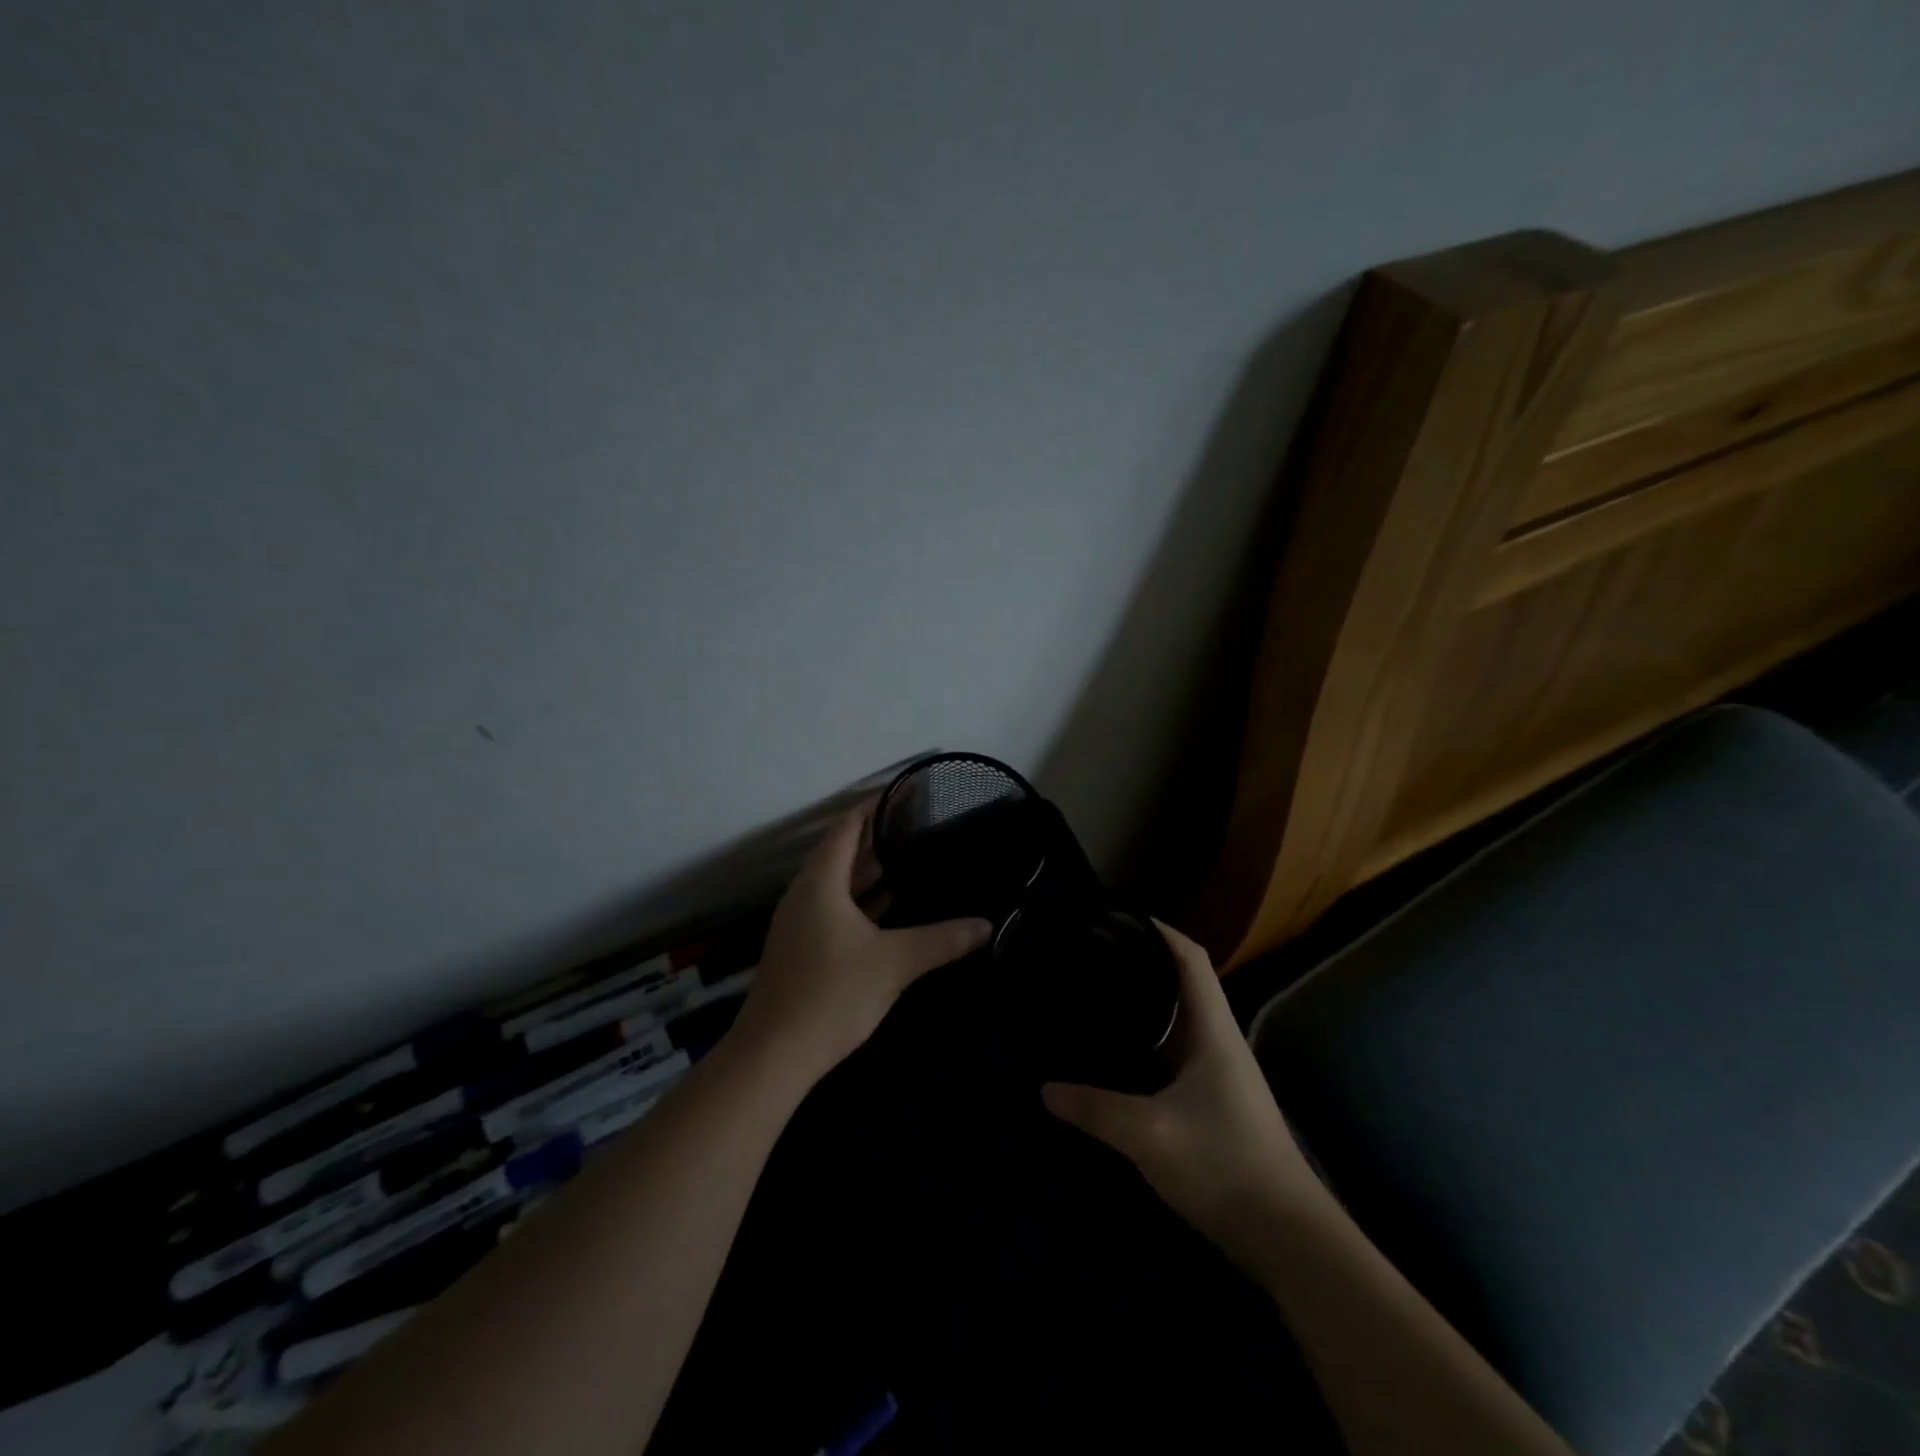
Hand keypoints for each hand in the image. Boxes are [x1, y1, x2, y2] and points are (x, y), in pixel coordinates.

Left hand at [731, 802, 992, 1083]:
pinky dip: (860, 902)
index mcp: (820, 883)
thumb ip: (942, 940)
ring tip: (909, 860)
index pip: (846, 828)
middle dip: (875, 839)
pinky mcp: (801, 950)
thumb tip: (986, 925)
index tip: (902, 794)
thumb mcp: (894, 963)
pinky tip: (888, 910)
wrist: (774, 1056)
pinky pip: (834, 909)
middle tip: (917, 827)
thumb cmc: (831, 995)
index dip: (872, 807)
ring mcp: (799, 924)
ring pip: (837, 885)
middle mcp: (804, 895)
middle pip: (840, 854)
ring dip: (868, 873)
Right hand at [1042, 922, 1326, 1268]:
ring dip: (1144, 1001)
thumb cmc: (1224, 1165)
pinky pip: (1174, 1051)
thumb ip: (1095, 1107)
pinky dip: (1147, 1039)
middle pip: (1182, 981)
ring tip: (1096, 992)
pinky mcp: (1213, 1099)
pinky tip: (1117, 1051)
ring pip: (1177, 1018)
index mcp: (1212, 1029)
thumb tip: (1044, 1088)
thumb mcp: (1149, 1134)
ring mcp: (1218, 1071)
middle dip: (1141, 961)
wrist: (1286, 1236)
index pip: (1190, 957)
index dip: (1160, 929)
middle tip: (1092, 954)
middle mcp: (1217, 1039)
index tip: (1119, 917)